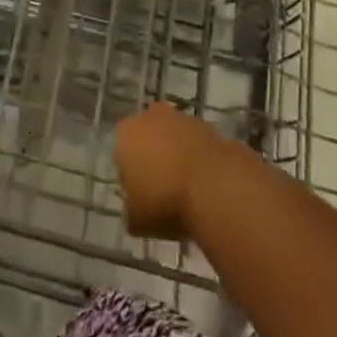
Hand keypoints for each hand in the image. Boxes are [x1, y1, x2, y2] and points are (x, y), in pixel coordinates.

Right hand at [115, 103, 225, 239]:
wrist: (214, 187)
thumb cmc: (165, 201)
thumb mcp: (136, 220)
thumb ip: (131, 210)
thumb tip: (135, 208)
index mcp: (126, 134)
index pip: (121, 151)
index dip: (130, 174)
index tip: (141, 195)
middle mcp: (150, 117)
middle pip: (148, 137)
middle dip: (153, 157)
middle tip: (163, 188)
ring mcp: (181, 118)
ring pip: (173, 137)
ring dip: (177, 155)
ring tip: (186, 189)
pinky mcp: (208, 126)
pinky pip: (196, 143)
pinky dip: (198, 159)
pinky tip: (205, 183)